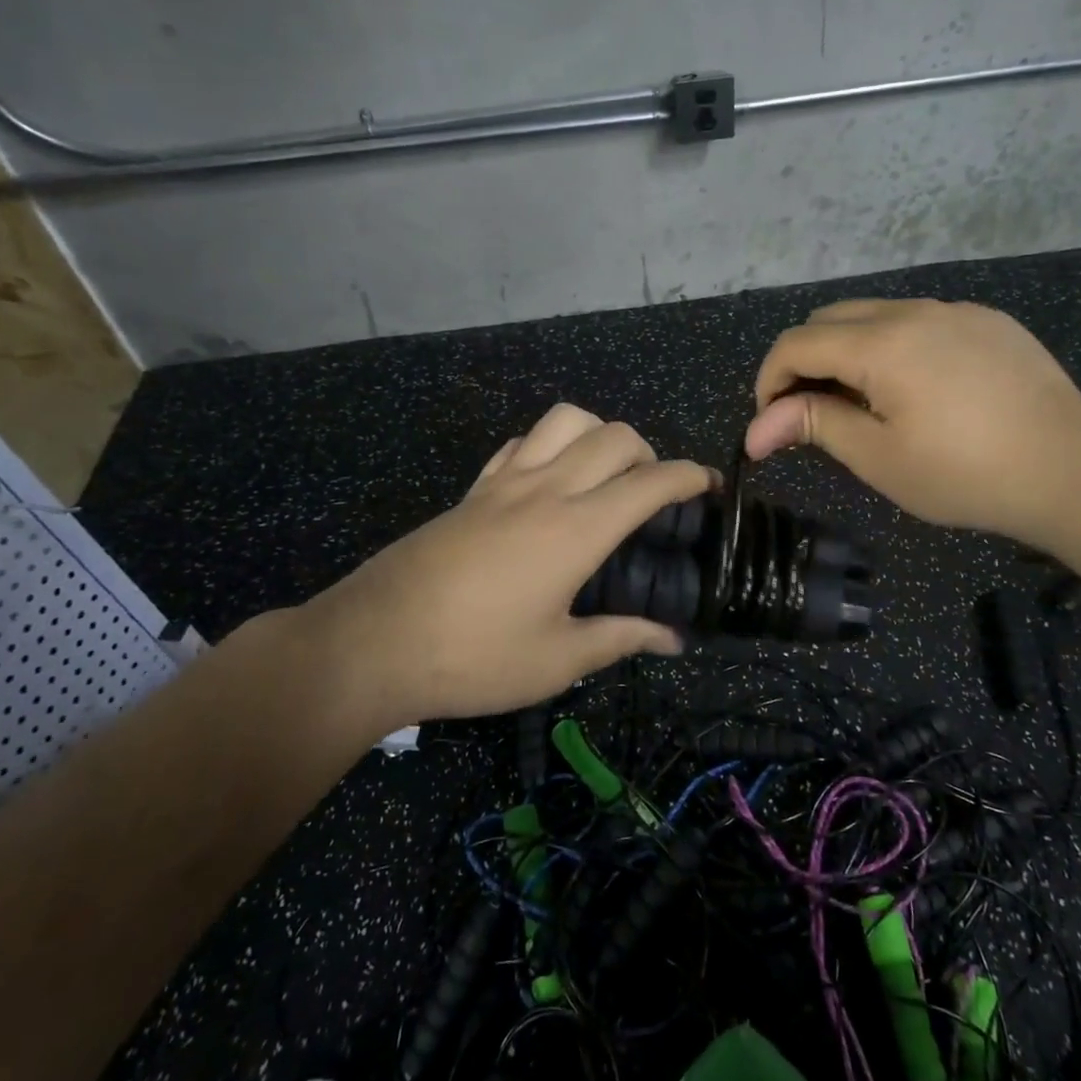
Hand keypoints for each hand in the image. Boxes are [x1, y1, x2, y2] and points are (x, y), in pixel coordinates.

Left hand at [275, 404, 710, 731]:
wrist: (372, 643)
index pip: (649, 483)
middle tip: (652, 495)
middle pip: (614, 436)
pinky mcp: (472, 490)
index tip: (708, 486)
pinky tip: (547, 481)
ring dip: (597, 435)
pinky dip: (549, 445)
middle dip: (649, 453)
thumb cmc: (473, 658)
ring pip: (565, 420)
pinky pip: (521, 442)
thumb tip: (673, 639)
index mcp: (576, 529)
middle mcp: (545, 490)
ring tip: (601, 476)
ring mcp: (503, 483)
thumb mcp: (557, 661)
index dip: (688, 477)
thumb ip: (621, 639)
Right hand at [746, 298, 1080, 548]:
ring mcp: (956, 310)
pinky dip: (893, 347)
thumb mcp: (879, 458)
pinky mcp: (988, 321)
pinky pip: (919, 321)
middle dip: (805, 362)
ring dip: (848, 352)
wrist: (1074, 471)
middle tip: (814, 414)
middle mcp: (914, 310)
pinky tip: (919, 391)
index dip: (770, 381)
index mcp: (881, 344)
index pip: (796, 344)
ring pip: (874, 314)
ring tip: (865, 405)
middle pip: (829, 319)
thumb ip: (815, 425)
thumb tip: (757, 429)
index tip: (774, 424)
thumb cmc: (966, 474)